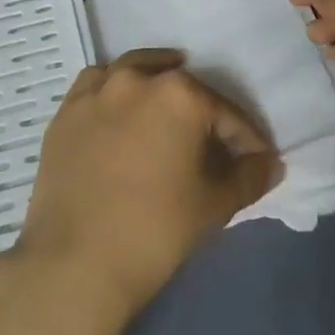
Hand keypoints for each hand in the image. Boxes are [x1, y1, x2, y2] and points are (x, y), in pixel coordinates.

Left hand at [13, 50, 282, 316]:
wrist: (75, 262)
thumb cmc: (155, 230)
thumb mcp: (215, 205)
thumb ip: (249, 176)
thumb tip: (269, 163)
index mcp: (179, 94)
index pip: (226, 114)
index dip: (247, 139)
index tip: (257, 160)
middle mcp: (136, 80)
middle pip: (182, 88)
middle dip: (204, 112)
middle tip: (215, 142)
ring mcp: (96, 92)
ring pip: (134, 72)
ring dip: (156, 81)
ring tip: (169, 103)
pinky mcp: (66, 112)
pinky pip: (96, 87)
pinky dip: (113, 90)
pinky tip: (120, 108)